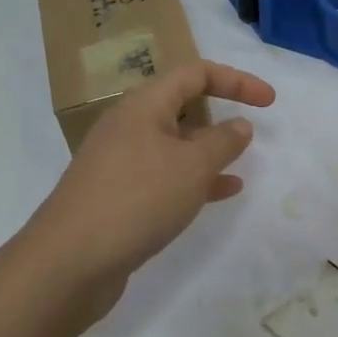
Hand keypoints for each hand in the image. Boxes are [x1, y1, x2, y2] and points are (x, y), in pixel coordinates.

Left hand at [22, 60, 275, 319]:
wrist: (68, 263)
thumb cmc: (136, 199)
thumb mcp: (191, 167)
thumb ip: (222, 142)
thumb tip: (239, 125)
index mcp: (144, 105)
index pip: (196, 73)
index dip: (236, 80)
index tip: (269, 102)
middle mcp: (129, 125)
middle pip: (181, 104)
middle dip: (218, 113)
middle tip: (250, 131)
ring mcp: (120, 161)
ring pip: (174, 143)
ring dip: (208, 150)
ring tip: (240, 164)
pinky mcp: (117, 194)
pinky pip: (164, 174)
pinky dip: (194, 179)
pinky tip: (221, 194)